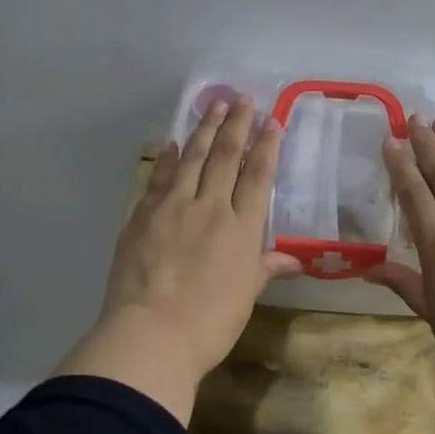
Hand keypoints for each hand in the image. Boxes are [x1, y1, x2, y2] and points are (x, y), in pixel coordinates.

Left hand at [54, 96, 300, 422]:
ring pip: (193, 159)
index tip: (272, 121)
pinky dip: (168, 158)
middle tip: (242, 98)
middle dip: (236, 125)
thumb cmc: (210, 323)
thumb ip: (265, 268)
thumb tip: (292, 260)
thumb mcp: (245, 296)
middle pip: (226, 157)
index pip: (258, 176)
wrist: (152, 334)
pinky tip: (174, 143)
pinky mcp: (142, 215)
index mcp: (241, 228)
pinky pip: (160, 178)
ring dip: (204, 129)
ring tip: (213, 105)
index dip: (266, 146)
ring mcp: (173, 208)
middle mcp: (210, 208)